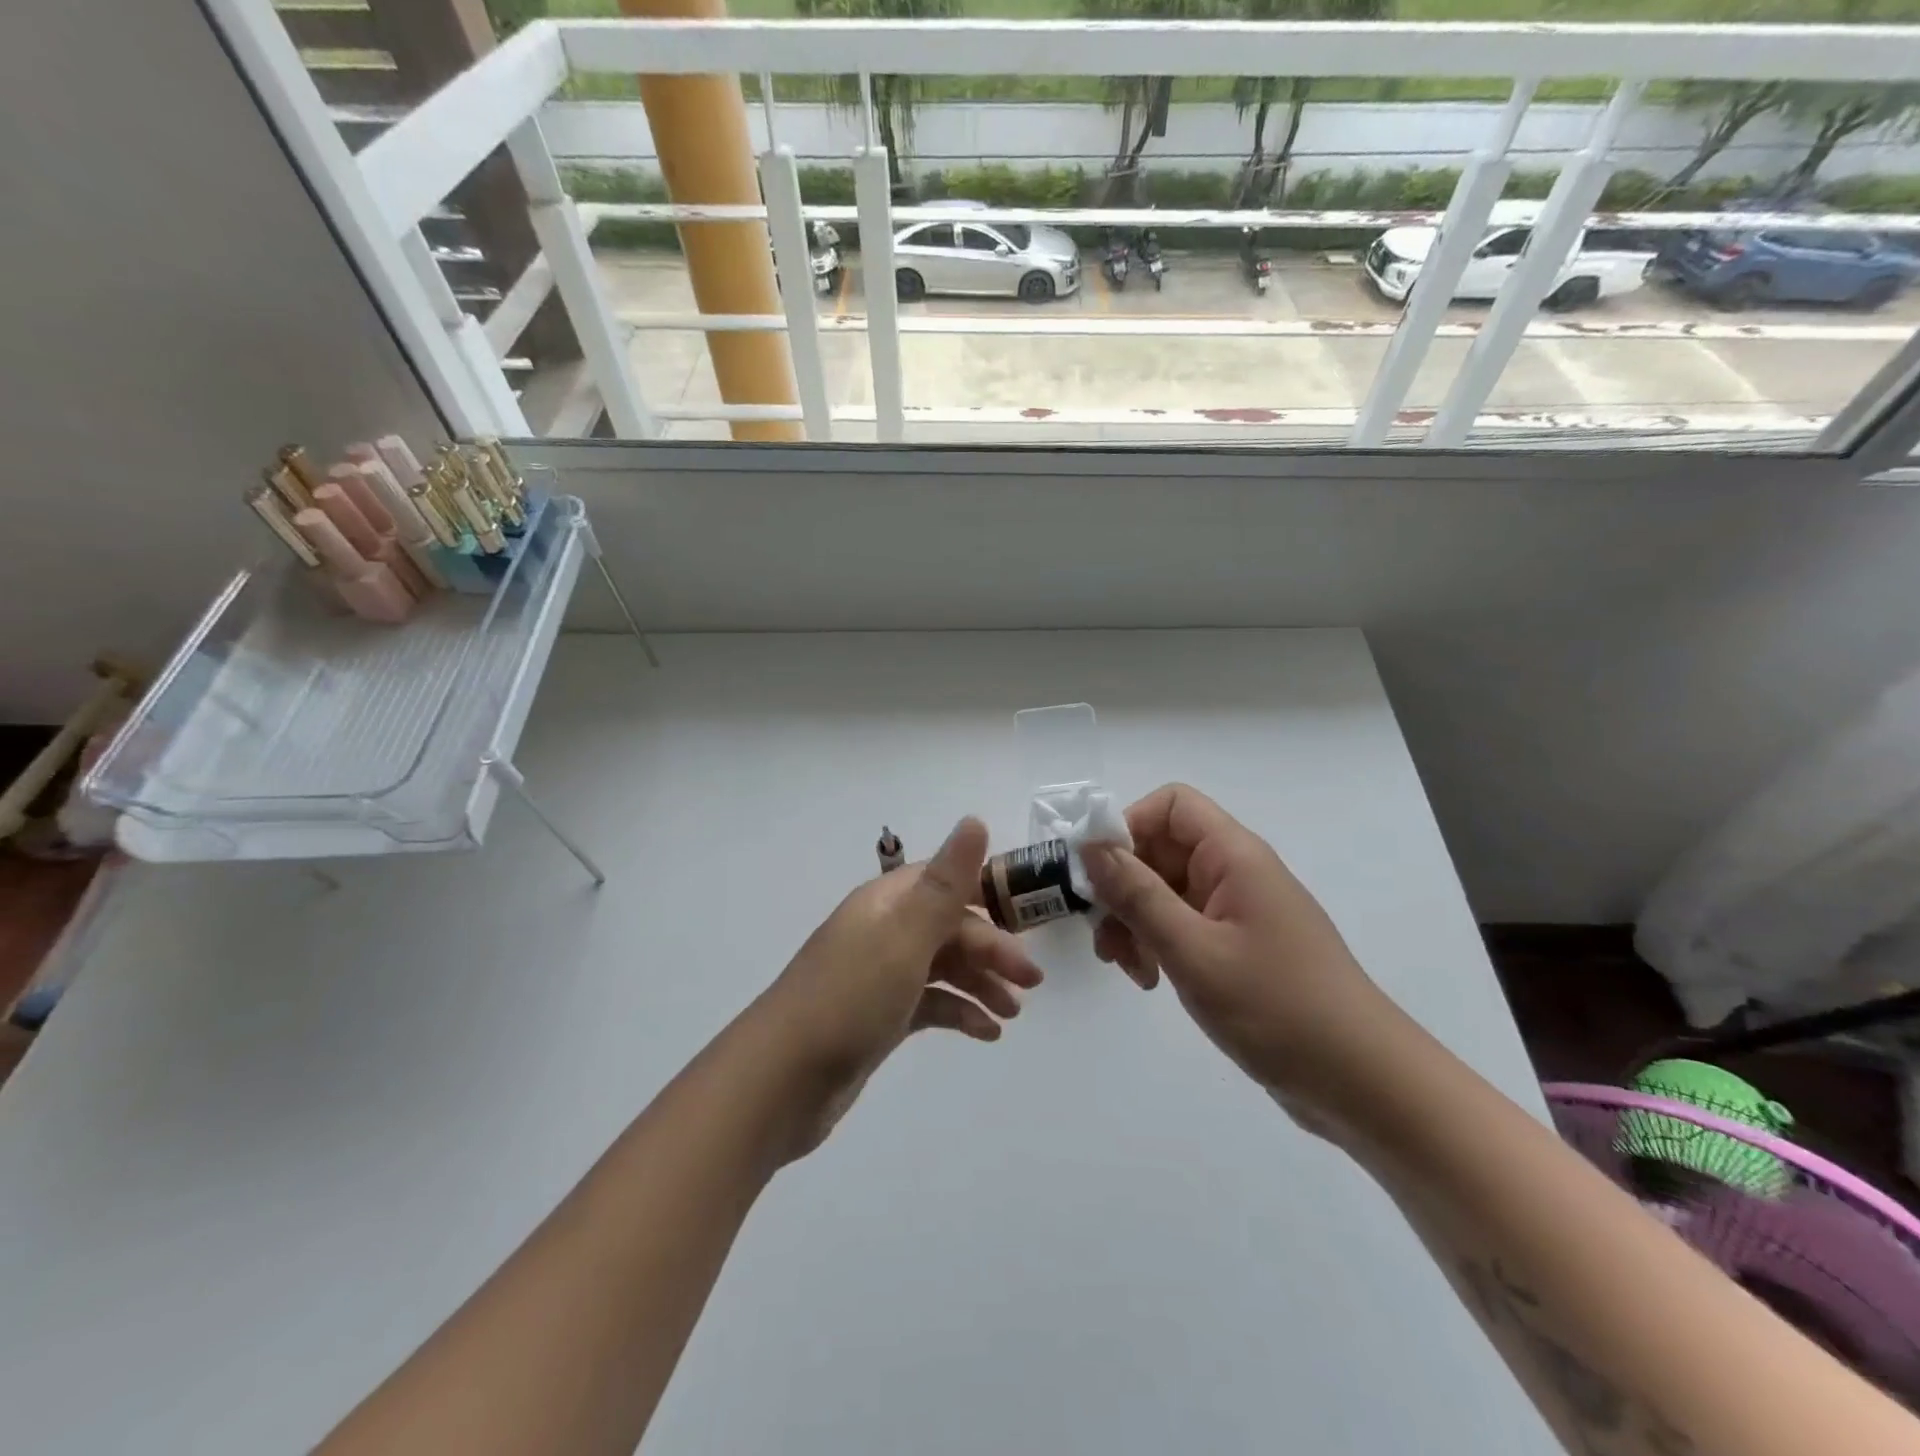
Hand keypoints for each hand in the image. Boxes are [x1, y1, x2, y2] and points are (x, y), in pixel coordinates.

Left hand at [750, 818, 1042, 1157]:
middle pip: (949, 927)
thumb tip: (976, 819)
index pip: (946, 884)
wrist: (781, 1081)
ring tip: (1013, 1012)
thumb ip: (945, 883)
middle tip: (1031, 982)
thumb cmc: (850, 998)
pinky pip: (929, 1003)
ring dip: (981, 983)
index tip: (1027, 922)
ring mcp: (880, 975)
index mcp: (886, 902)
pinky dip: (959, 1012)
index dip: (988, 897)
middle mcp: (883, 931)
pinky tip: (986, 1033)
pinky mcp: (880, 1016)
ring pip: (942, 966)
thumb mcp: (905, 936)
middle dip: (992, 949)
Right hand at [1082, 784, 1393, 1122]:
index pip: (1171, 805)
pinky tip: (1152, 981)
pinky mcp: (1238, 945)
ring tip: (1130, 969)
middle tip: (1103, 937)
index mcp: (1234, 856)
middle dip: (1123, 887)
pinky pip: (1184, 924)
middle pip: (1162, 850)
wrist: (1362, 1083)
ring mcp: (1238, 910)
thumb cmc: (1277, 1008)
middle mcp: (1236, 872)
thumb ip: (1137, 895)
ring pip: (1166, 891)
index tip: (1096, 875)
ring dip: (1135, 921)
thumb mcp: (1193, 950)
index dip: (1128, 827)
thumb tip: (1090, 846)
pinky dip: (1158, 944)